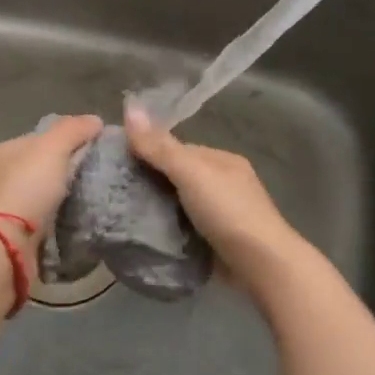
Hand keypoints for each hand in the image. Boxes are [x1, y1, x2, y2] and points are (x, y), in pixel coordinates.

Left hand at [0, 115, 103, 257]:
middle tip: (99, 174)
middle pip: (44, 166)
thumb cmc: (26, 188)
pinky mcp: (17, 232)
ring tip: (95, 197)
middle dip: (69, 169)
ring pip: (46, 193)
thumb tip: (95, 120)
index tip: (96, 148)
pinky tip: (80, 218)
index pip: (42, 138)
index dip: (69, 138)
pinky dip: (62, 217)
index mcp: (5, 151)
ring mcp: (8, 206)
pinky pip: (47, 217)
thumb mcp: (52, 148)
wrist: (7, 245)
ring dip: (67, 195)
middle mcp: (2, 176)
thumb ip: (74, 129)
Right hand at [124, 107, 305, 282]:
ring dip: (154, 210)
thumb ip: (159, 147)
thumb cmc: (228, 212)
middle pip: (176, 177)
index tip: (116, 163)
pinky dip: (164, 231)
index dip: (147, 152)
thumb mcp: (191, 173)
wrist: (261, 267)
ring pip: (177, 205)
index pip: (176, 149)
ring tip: (119, 214)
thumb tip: (129, 107)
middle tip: (113, 192)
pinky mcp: (213, 243)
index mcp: (222, 161)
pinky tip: (141, 235)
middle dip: (148, 183)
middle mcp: (222, 185)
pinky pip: (181, 230)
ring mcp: (219, 216)